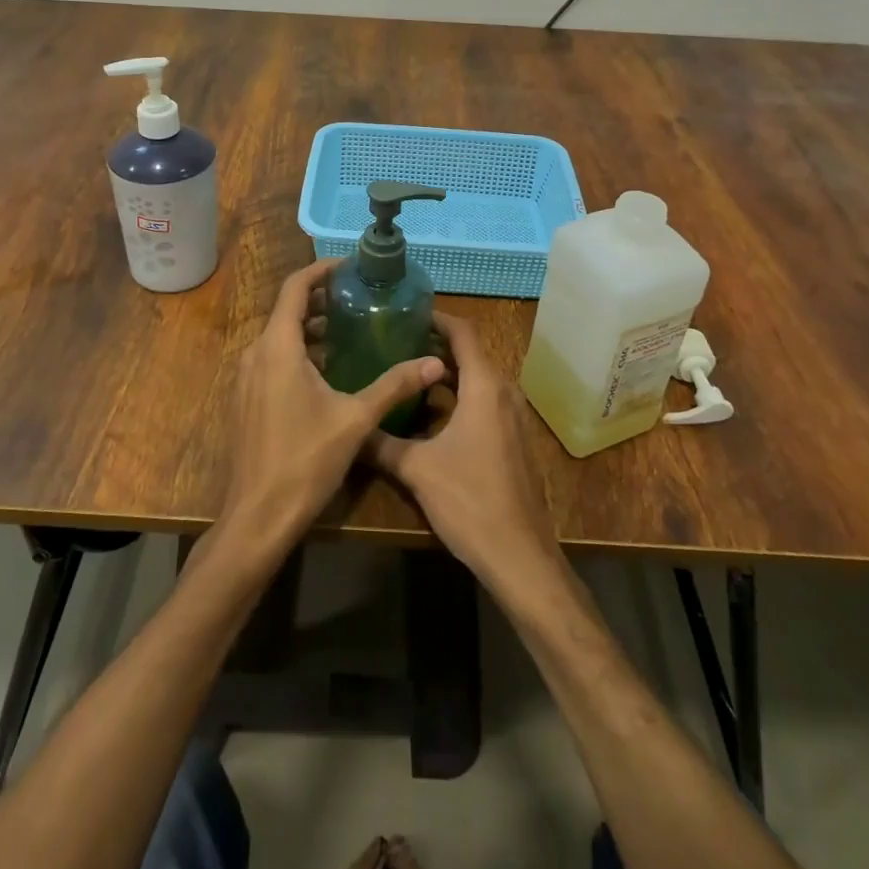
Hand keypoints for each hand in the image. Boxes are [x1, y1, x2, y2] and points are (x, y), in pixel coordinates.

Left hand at [220, 259, 446, 554]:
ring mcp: (246, 378)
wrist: (258, 517)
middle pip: (286, 310)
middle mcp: (255, 354)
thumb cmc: (305, 461)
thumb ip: (394, 385)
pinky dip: (298, 351)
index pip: (294, 288)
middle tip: (357, 298)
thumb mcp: (356, 419)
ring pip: (278, 336)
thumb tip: (434, 362)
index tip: (349, 267)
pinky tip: (327, 370)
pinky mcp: (246, 399)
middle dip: (320, 300)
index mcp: (278, 347)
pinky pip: (272, 359)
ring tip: (348, 330)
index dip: (321, 271)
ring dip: (310, 328)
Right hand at [366, 312, 563, 594]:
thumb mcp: (417, 469)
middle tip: (396, 341)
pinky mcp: (512, 441)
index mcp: (484, 387)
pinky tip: (430, 413)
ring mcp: (512, 418)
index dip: (437, 318)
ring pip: (477, 380)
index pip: (463, 333)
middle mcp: (503, 394)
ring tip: (407, 372)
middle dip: (435, 345)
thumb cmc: (470, 501)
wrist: (519, 556)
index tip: (407, 312)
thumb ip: (381, 443)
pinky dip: (458, 396)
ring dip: (447, 373)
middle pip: (470, 354)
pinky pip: (483, 402)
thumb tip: (349, 427)